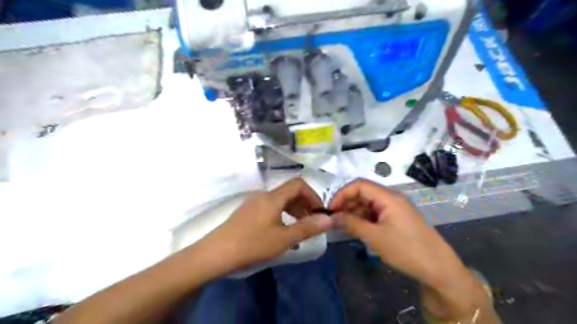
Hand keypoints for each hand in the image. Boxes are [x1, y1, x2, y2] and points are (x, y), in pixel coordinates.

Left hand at [201, 178, 330, 271]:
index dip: (312, 195)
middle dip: (304, 203)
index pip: (298, 184)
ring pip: (280, 199)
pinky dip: (282, 214)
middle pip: (289, 191)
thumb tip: (328, 219)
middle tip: (312, 221)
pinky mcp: (247, 212)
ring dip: (293, 209)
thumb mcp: (283, 239)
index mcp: (273, 197)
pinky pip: (271, 207)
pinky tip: (282, 230)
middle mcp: (263, 195)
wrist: (215, 254)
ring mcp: (253, 203)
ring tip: (299, 227)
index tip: (319, 211)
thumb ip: (307, 228)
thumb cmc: (252, 245)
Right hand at [330, 182, 485, 319]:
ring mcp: (395, 209)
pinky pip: (375, 213)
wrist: (439, 270)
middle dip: (347, 204)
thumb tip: (331, 218)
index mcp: (389, 197)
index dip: (342, 194)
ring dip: (354, 212)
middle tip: (335, 219)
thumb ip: (351, 224)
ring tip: (343, 226)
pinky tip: (356, 229)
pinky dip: (363, 219)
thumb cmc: (407, 250)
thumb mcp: (375, 237)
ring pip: (368, 204)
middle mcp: (391, 198)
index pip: (359, 185)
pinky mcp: (396, 219)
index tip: (331, 209)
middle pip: (363, 193)